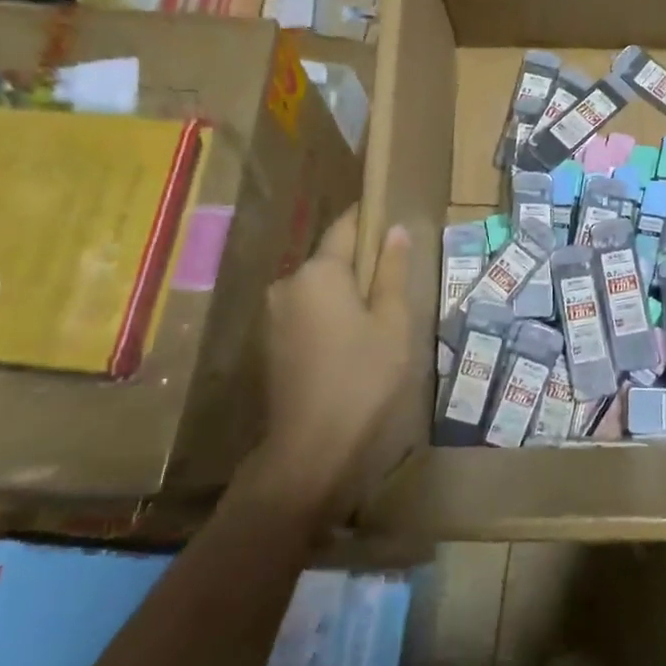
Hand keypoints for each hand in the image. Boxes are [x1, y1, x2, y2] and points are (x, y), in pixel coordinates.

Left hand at [239, 204, 413, 520]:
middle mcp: (288, 284)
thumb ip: (392, 271)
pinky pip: (305, 312)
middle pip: (330, 259)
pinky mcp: (269, 344)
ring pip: (318, 289)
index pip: (346, 227)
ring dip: (344, 293)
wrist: (309, 450)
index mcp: (318, 272)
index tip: (391, 215)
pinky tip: (350, 342)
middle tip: (395, 283)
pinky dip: (328, 316)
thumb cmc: (362, 378)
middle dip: (360, 264)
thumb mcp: (393, 322)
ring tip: (377, 317)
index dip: (369, 218)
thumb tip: (395, 230)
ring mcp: (273, 316)